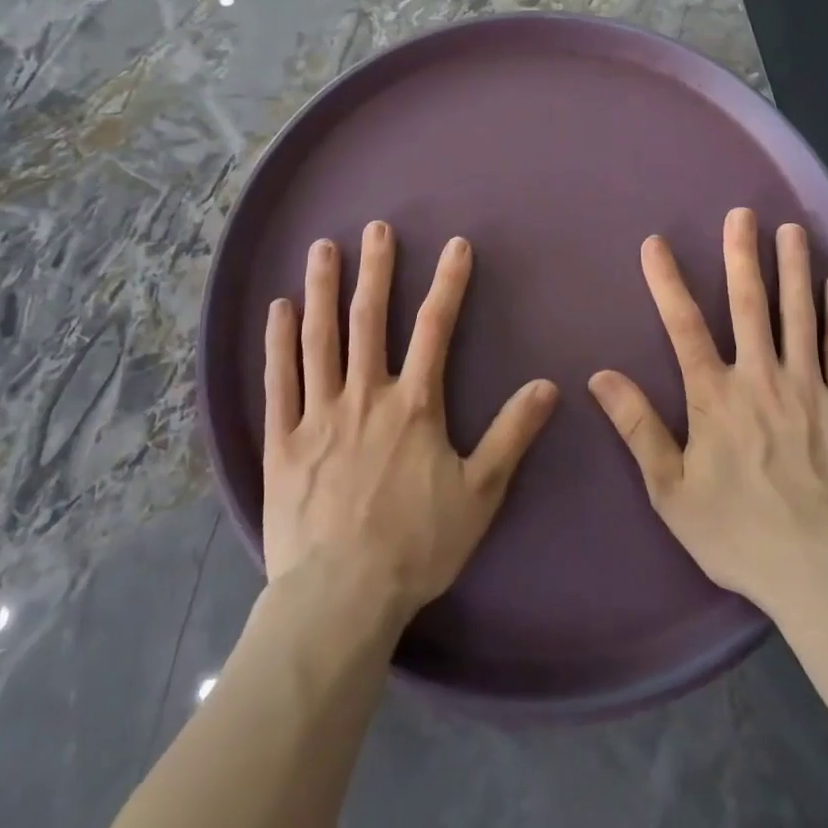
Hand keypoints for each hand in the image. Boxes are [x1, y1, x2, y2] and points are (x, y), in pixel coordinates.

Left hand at [262, 223, 559, 623]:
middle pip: (370, 319)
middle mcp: (365, 395)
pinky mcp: (282, 441)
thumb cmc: (415, 545)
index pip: (435, 328)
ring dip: (323, 289)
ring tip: (322, 248)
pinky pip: (278, 381)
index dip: (448, 283)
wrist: (340, 599)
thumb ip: (512, 434)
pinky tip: (278, 308)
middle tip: (376, 227)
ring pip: (320, 338)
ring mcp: (318, 414)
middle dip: (377, 270)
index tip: (454, 245)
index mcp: (414, 405)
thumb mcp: (479, 493)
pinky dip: (278, 342)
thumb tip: (549, 385)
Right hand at [588, 208, 827, 618]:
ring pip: (800, 314)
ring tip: (792, 229)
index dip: (667, 281)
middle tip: (743, 214)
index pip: (683, 326)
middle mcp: (761, 378)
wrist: (825, 574)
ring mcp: (810, 388)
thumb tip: (600, 376)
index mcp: (715, 397)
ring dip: (793, 268)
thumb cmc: (740, 534)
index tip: (655, 243)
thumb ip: (638, 428)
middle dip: (742, 254)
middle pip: (749, 304)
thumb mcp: (671, 492)